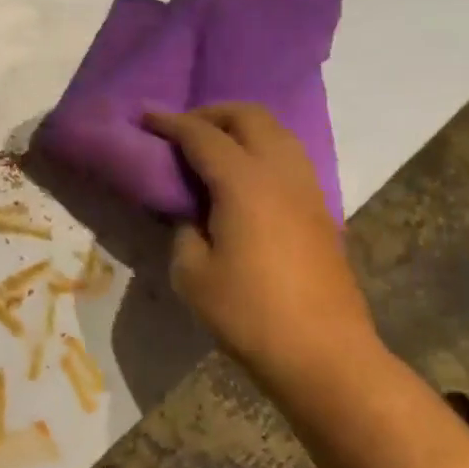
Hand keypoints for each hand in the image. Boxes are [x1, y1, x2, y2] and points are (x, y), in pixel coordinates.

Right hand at [145, 105, 378, 378]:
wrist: (323, 354)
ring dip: (241, 128)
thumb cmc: (249, 314)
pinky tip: (243, 178)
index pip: (202, 135)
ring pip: (277, 133)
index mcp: (244, 183)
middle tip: (181, 129)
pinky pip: (289, 158)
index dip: (170, 122)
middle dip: (211, 113)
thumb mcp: (192, 274)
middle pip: (249, 117)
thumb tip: (192, 214)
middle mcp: (281, 173)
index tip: (145, 116)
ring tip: (212, 148)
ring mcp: (308, 189)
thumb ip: (184, 229)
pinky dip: (261, 149)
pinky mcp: (321, 210)